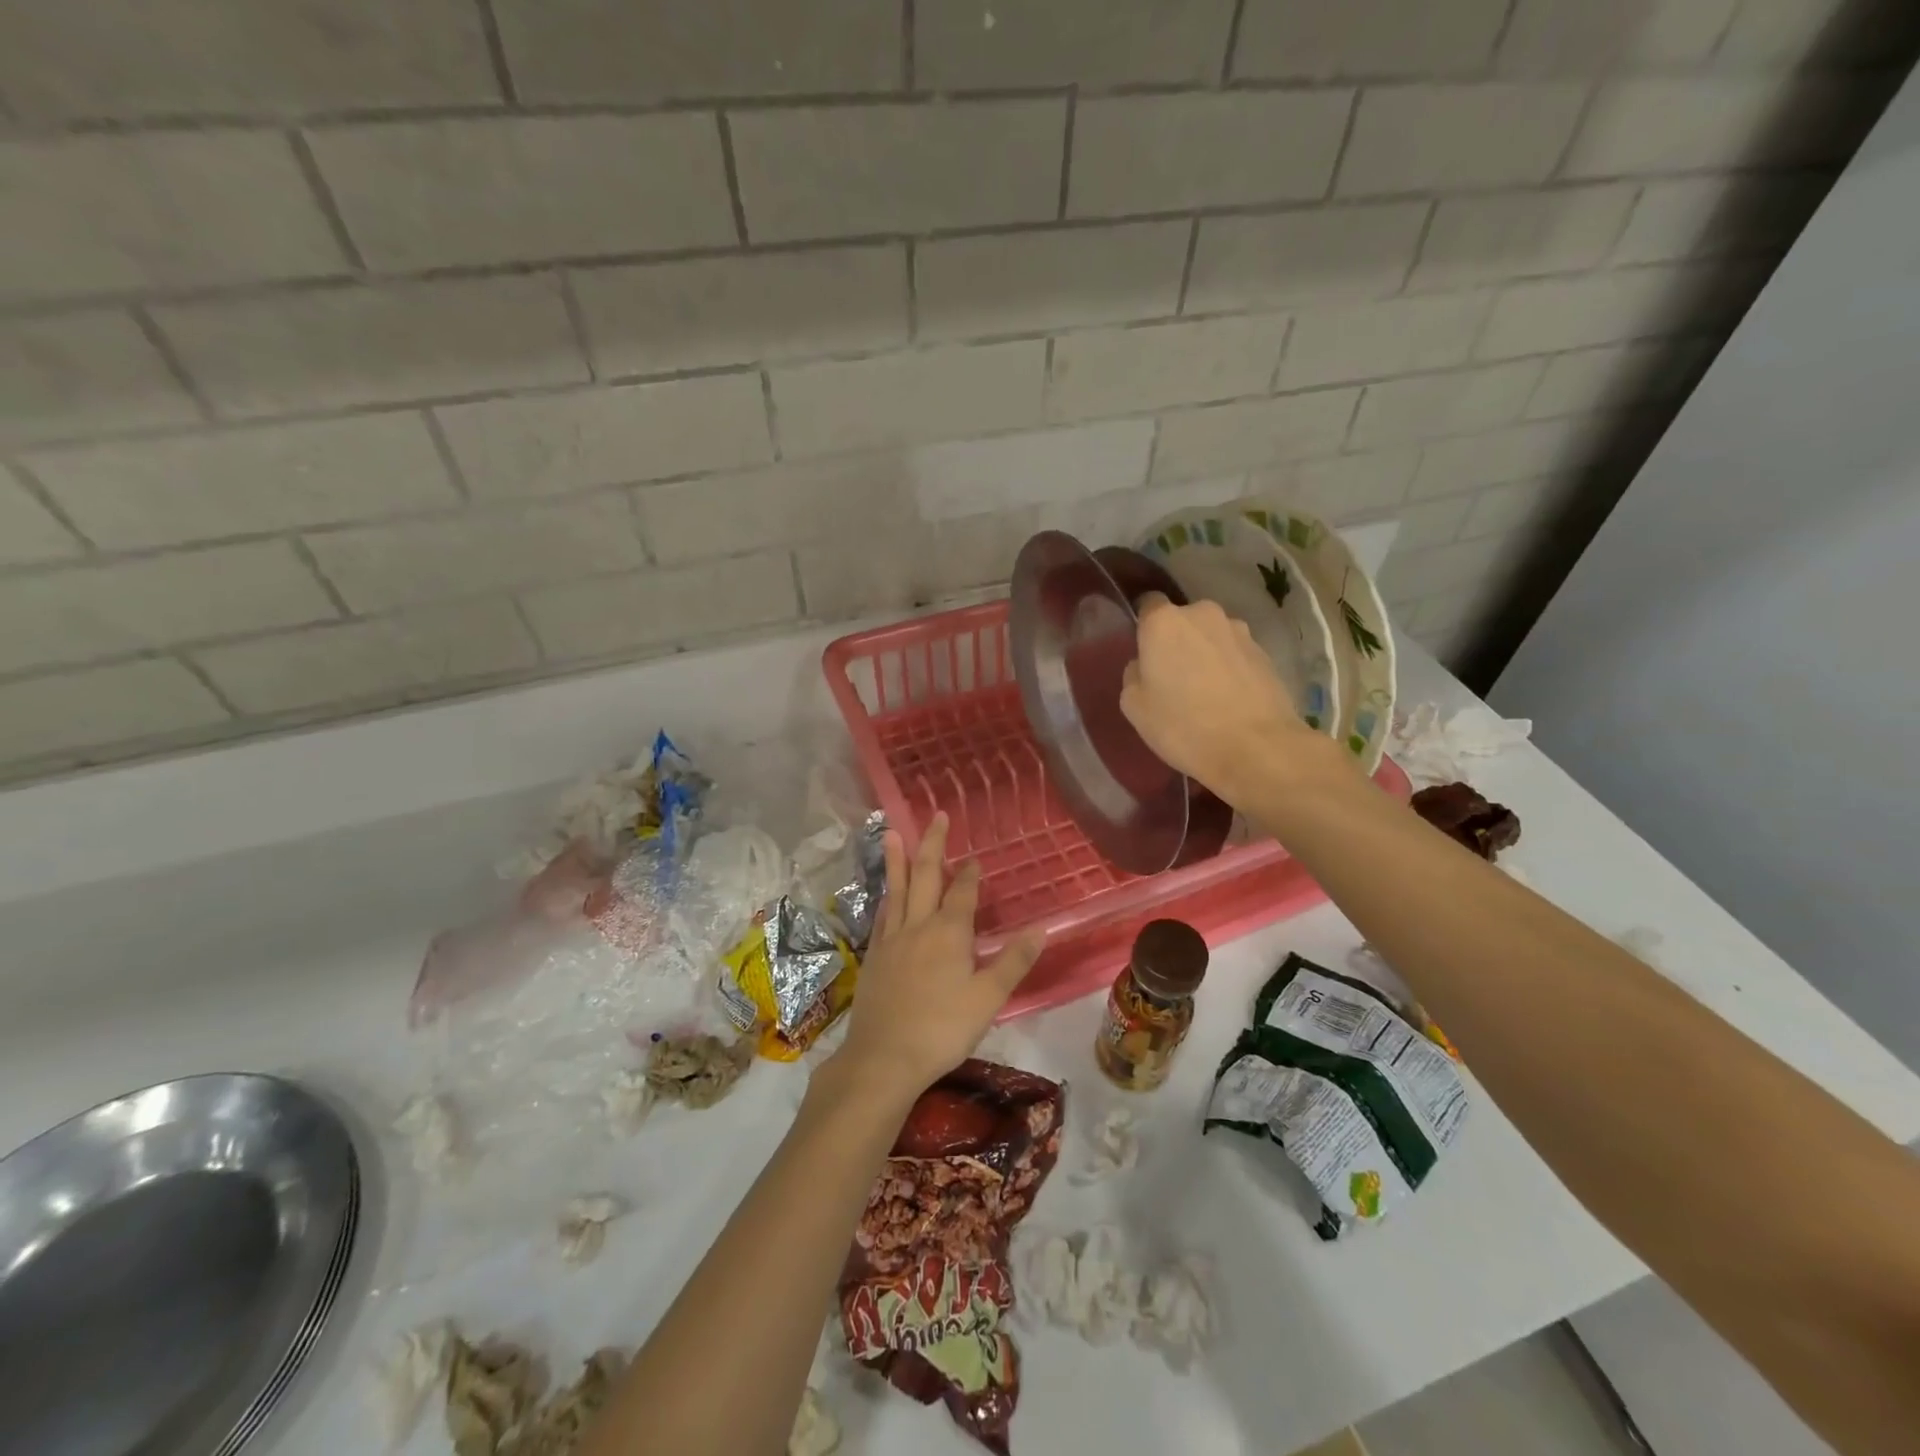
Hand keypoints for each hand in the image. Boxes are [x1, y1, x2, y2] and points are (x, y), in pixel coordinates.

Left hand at [829, 813, 1042, 1105]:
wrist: (883, 1057)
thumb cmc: (942, 1029)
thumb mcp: (988, 999)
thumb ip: (1013, 962)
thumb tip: (1041, 929)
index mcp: (949, 933)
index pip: (962, 893)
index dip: (969, 873)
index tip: (974, 857)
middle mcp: (918, 926)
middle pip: (926, 877)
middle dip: (932, 845)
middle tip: (936, 816)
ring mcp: (892, 940)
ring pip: (897, 890)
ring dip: (898, 860)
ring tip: (893, 833)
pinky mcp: (875, 957)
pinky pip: (882, 915)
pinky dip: (886, 897)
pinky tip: (885, 893)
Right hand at [1120, 593, 1329, 804]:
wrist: (1257, 748)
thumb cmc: (1184, 726)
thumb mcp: (1134, 707)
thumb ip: (1133, 675)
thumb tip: (1145, 666)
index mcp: (1164, 622)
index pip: (1147, 604)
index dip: (1143, 627)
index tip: (1143, 653)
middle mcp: (1203, 614)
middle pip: (1182, 621)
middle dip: (1176, 642)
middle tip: (1172, 678)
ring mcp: (1239, 631)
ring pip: (1211, 637)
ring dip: (1205, 654)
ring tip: (1205, 692)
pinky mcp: (1265, 652)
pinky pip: (1235, 654)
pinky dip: (1229, 669)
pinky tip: (1229, 700)